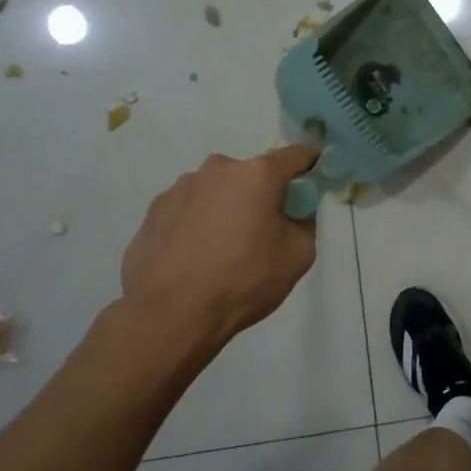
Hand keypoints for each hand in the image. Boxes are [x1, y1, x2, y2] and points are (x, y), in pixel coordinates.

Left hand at [121, 146, 321, 339]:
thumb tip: (293, 213)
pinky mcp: (155, 210)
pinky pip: (189, 209)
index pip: (296, 156)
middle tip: (263, 231)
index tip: (316, 178)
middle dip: (261, 195)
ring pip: (217, 191)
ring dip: (226, 208)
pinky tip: (195, 256)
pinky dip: (198, 224)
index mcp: (257, 174)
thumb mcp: (299, 255)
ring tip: (222, 249)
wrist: (171, 314)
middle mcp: (218, 169)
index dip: (311, 164)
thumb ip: (304, 222)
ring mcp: (181, 187)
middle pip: (252, 175)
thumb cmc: (244, 280)